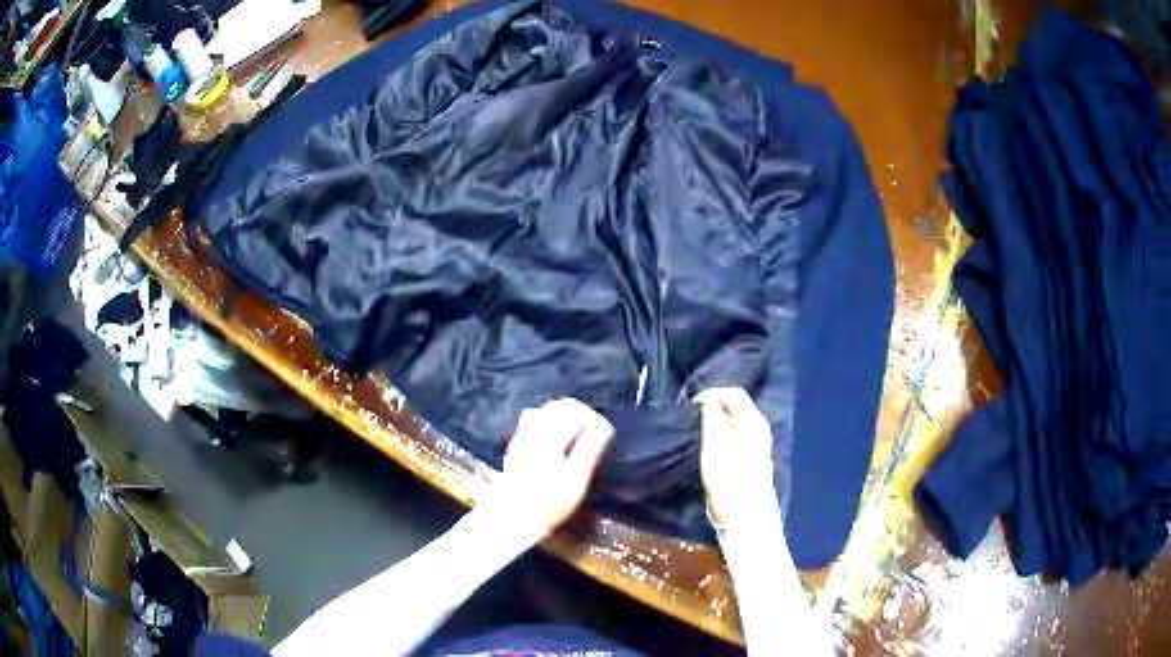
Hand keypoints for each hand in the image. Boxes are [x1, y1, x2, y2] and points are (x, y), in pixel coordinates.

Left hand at [480, 398, 614, 541]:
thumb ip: (590, 449)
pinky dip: (549, 421)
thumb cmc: (548, 502)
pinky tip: (556, 438)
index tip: (605, 432)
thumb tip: (604, 427)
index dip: (594, 418)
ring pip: (546, 410)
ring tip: (579, 433)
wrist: (512, 516)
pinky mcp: (516, 444)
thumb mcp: (576, 479)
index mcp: (550, 436)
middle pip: (560, 406)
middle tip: (595, 431)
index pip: (576, 411)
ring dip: (565, 415)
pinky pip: (534, 419)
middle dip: (581, 413)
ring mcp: (522, 436)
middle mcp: (534, 430)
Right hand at [695, 387, 779, 529]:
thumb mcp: (714, 443)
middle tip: (692, 418)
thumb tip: (709, 401)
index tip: (691, 405)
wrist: (746, 514)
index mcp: (753, 420)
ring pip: (736, 423)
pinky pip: (737, 437)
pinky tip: (710, 448)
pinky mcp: (752, 460)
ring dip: (717, 423)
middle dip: (714, 408)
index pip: (734, 393)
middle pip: (737, 407)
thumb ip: (711, 417)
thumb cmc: (728, 477)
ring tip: (698, 432)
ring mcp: (758, 445)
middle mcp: (759, 428)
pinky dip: (723, 436)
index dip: (711, 393)